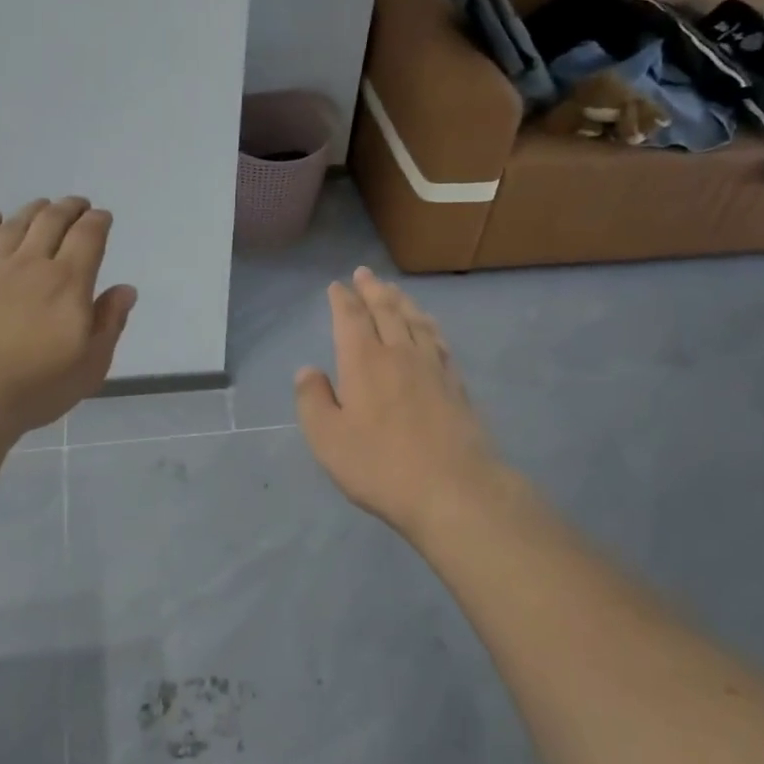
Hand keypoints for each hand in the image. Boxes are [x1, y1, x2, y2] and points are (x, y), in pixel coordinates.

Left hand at [0, 197, 137, 446]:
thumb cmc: (35, 387)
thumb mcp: (90, 365)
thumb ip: (110, 323)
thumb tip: (125, 289)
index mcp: (69, 283)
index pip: (88, 237)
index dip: (98, 222)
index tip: (103, 216)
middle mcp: (32, 265)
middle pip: (52, 222)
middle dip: (69, 208)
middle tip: (78, 204)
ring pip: (16, 226)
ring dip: (33, 210)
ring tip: (43, 205)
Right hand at [295, 267, 516, 542]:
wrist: (453, 489)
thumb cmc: (380, 465)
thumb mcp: (327, 438)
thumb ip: (312, 400)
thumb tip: (307, 370)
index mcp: (364, 361)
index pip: (351, 318)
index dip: (343, 299)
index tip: (337, 286)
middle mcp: (399, 352)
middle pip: (386, 310)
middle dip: (372, 290)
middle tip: (365, 273)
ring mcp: (433, 366)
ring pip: (415, 320)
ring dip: (401, 301)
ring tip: (393, 290)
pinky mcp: (456, 384)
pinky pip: (439, 340)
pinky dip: (428, 325)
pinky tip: (428, 327)